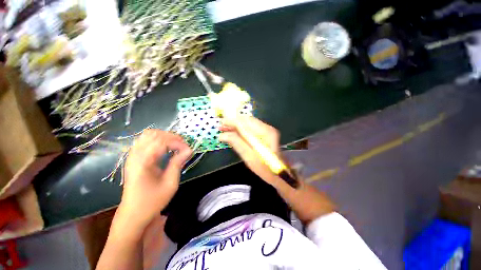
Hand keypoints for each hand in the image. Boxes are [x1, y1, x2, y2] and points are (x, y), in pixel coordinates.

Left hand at [118, 129, 191, 229]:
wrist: (133, 213)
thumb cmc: (152, 201)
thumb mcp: (170, 183)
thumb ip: (178, 163)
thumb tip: (189, 150)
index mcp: (143, 162)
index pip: (162, 142)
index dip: (178, 143)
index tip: (188, 150)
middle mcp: (135, 155)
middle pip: (154, 134)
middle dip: (171, 137)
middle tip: (183, 146)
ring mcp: (132, 155)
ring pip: (148, 134)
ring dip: (164, 137)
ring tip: (176, 145)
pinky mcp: (133, 158)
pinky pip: (145, 140)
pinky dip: (158, 140)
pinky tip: (166, 148)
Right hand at [219, 115, 280, 184]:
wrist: (278, 172)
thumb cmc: (264, 168)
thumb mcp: (249, 156)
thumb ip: (237, 143)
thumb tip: (222, 135)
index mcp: (265, 133)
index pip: (245, 122)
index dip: (232, 121)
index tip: (221, 123)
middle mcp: (267, 128)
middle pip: (247, 120)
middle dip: (233, 122)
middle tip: (222, 126)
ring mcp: (267, 130)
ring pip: (248, 123)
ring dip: (236, 125)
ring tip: (226, 129)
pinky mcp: (265, 133)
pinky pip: (251, 128)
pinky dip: (242, 129)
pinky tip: (235, 132)